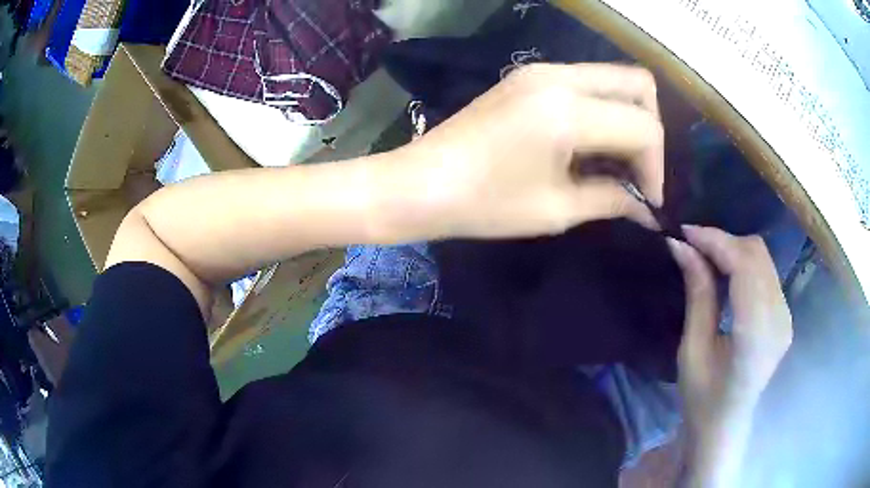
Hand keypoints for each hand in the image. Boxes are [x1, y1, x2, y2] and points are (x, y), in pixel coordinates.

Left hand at [395, 63, 663, 238]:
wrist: (418, 184)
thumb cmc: (483, 204)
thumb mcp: (556, 209)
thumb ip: (612, 200)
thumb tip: (647, 209)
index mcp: (568, 110)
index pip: (644, 126)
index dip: (655, 168)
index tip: (647, 202)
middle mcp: (559, 77)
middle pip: (637, 84)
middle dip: (649, 131)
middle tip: (637, 173)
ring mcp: (540, 71)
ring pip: (613, 79)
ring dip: (626, 119)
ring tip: (614, 165)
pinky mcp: (527, 76)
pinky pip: (586, 83)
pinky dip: (601, 111)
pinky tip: (589, 146)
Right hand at [667, 226, 792, 485]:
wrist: (725, 426)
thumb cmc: (702, 399)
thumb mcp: (692, 350)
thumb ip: (697, 294)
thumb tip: (681, 246)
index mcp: (756, 335)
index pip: (745, 266)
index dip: (716, 241)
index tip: (685, 232)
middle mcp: (779, 319)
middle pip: (757, 254)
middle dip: (724, 241)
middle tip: (691, 245)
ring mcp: (785, 316)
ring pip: (763, 258)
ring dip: (733, 249)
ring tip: (705, 256)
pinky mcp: (784, 315)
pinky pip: (766, 273)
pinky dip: (744, 263)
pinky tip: (725, 272)